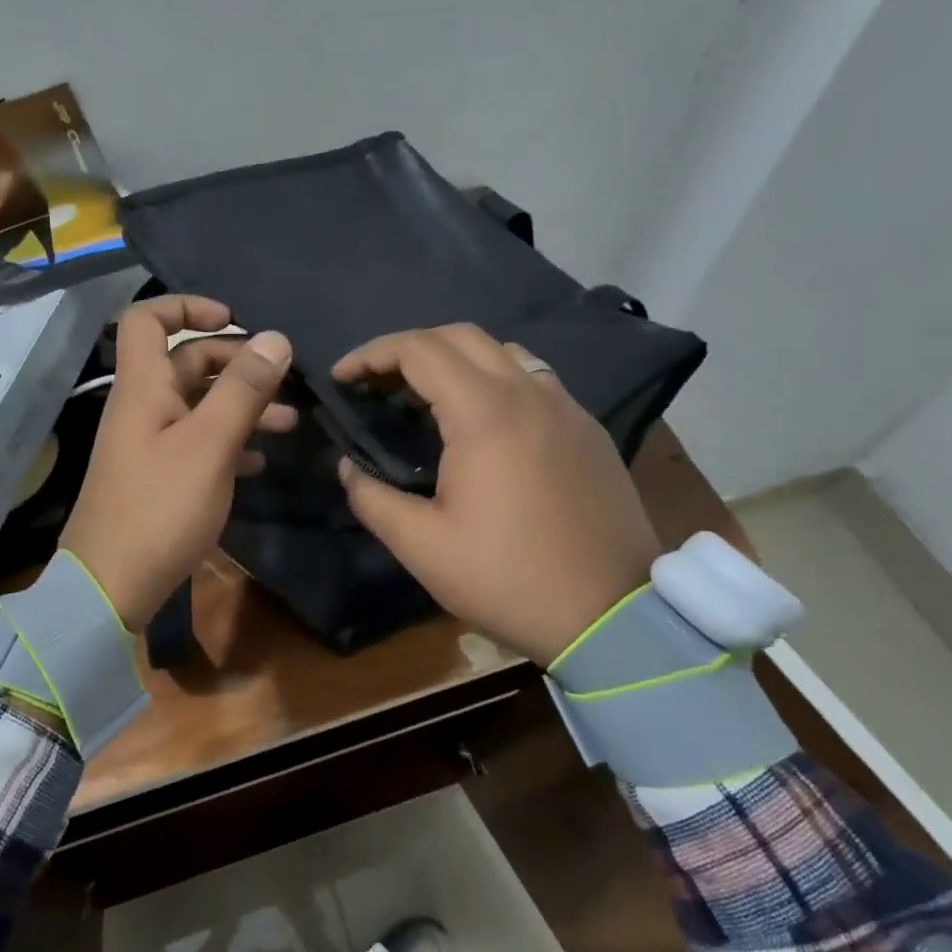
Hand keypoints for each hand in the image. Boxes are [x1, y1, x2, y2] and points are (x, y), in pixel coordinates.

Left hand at [61, 296, 295, 631]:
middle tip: (282, 381)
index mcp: (144, 387)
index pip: (147, 318)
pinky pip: (197, 443)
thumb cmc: (160, 508)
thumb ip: (243, 390)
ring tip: (290, 424)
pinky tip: (259, 461)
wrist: (112, 586)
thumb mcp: (210, 445)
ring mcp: (149, 444)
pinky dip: (229, 442)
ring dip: (242, 406)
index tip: (235, 320)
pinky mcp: (158, 478)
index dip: (188, 306)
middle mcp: (143, 407)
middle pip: (185, 362)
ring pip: (198, 406)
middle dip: (236, 364)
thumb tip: (276, 338)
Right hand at [333, 324, 659, 665]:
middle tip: (377, 383)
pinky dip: (494, 380)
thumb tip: (348, 467)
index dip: (372, 354)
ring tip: (425, 398)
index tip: (342, 377)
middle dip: (409, 348)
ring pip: (503, 352)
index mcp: (485, 414)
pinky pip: (534, 380)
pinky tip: (481, 423)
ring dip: (455, 359)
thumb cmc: (507, 578)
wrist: (609, 616)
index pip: (419, 350)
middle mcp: (530, 393)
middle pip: (461, 336)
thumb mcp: (422, 546)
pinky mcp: (588, 430)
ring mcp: (567, 408)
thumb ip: (372, 498)